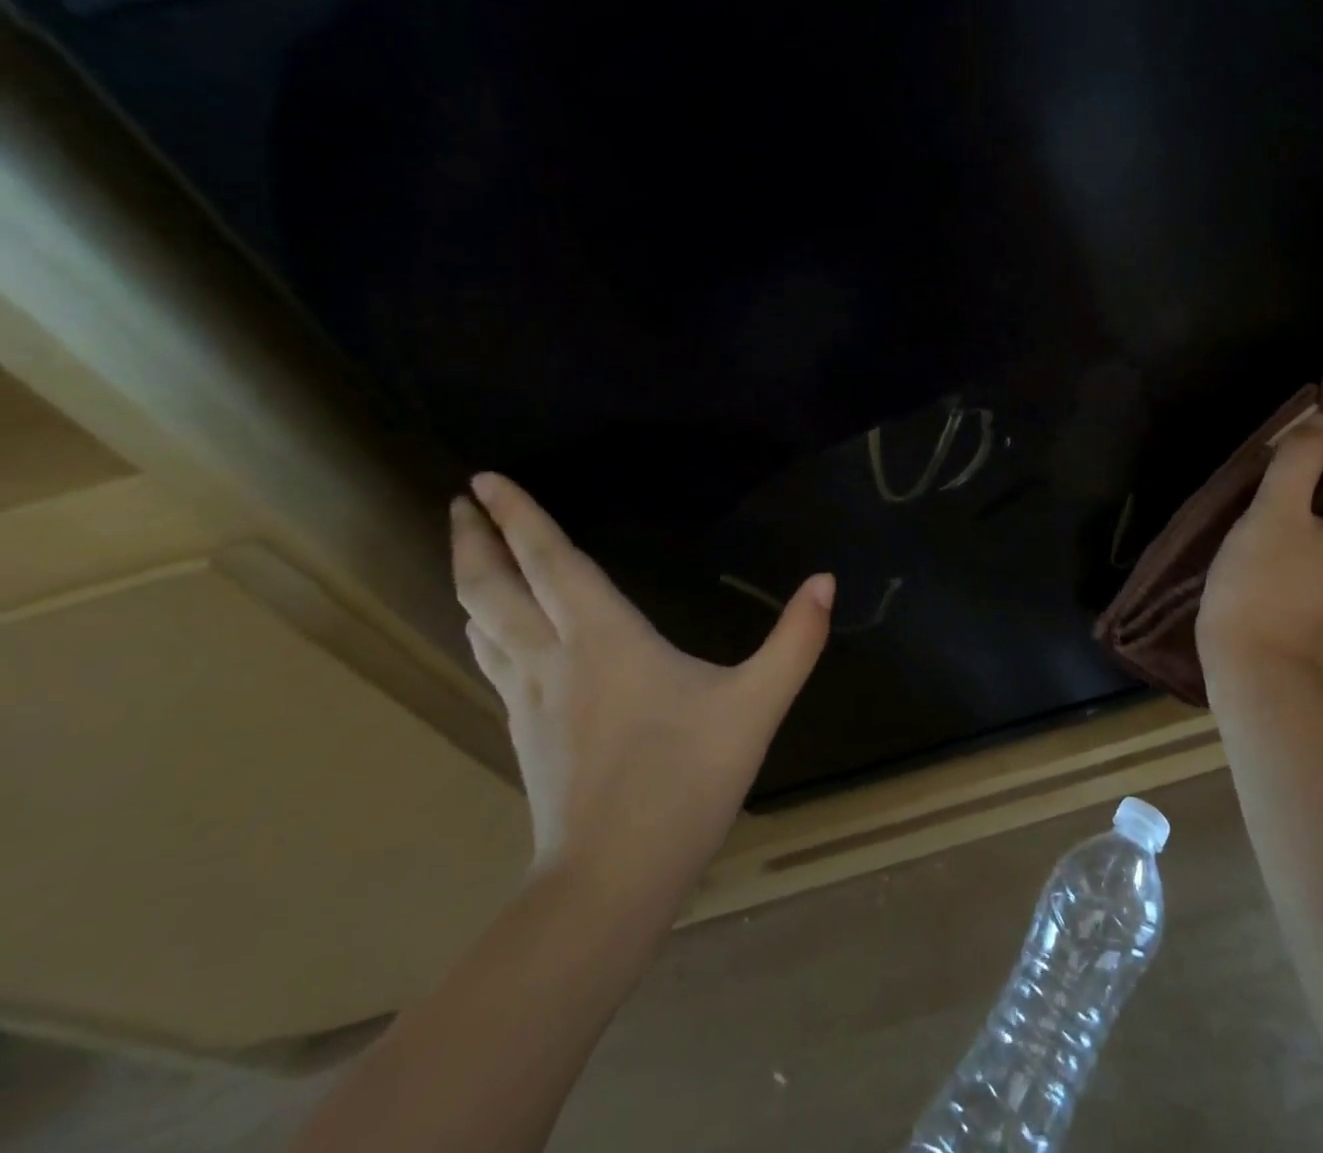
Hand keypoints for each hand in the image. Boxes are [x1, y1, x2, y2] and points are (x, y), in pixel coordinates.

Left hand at [451, 473, 833, 916]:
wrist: (612, 881)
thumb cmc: (686, 780)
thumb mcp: (757, 705)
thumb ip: (796, 640)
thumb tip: (826, 580)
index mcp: (604, 639)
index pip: (551, 562)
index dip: (520, 516)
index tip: (483, 478)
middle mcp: (554, 657)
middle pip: (494, 588)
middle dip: (475, 539)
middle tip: (460, 501)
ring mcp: (531, 699)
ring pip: (483, 625)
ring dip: (470, 580)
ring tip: (469, 552)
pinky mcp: (525, 733)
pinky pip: (493, 661)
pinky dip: (485, 627)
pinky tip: (493, 633)